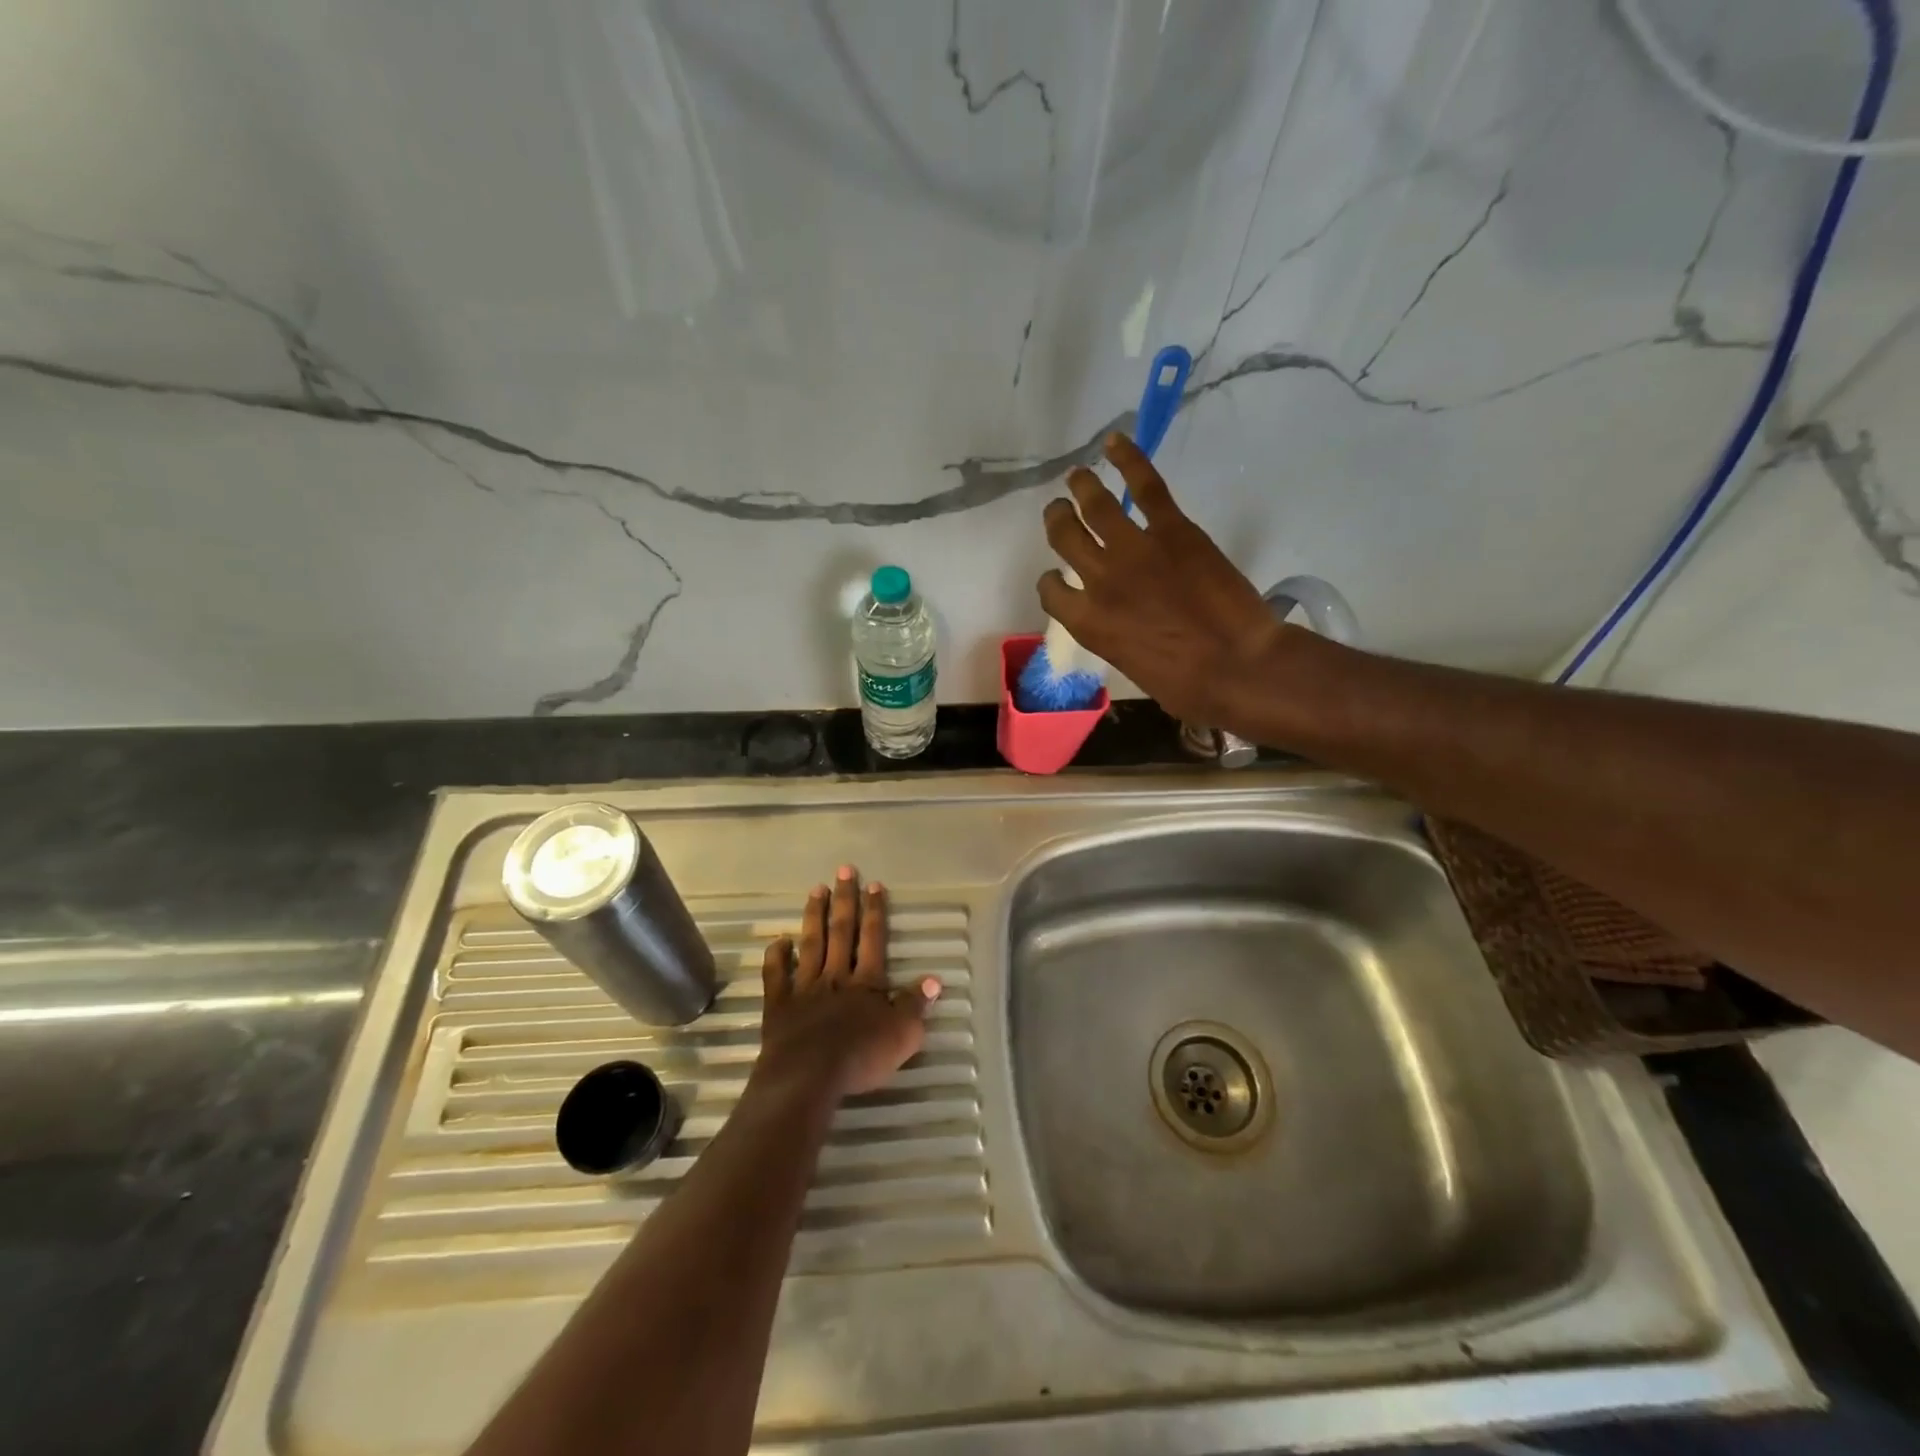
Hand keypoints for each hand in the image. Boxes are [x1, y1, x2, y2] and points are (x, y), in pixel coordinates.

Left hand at [754, 866, 938, 1101]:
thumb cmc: (861, 1056)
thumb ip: (916, 1004)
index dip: (875, 911)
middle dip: (845, 899)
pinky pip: (776, 975)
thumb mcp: (903, 1035)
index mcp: (866, 982)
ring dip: (815, 916)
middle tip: (844, 870)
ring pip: (811, 944)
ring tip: (816, 890)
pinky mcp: (779, 1005)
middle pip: (842, 931)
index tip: (874, 885)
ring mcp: (805, 988)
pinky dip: (776, 956)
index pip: (873, 939)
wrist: (809, 1076)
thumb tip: (935, 979)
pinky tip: (779, 941)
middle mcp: (836, 976)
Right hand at [1037, 434, 1296, 724]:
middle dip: (1057, 522)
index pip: (1051, 592)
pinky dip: (1128, 460)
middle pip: (1064, 538)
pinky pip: (1145, 486)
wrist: (1237, 667)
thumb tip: (1125, 626)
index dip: (1050, 582)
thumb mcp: (1133, 667)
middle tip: (1059, 511)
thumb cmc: (1186, 685)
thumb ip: (1116, 637)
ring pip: (1096, 506)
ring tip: (1077, 475)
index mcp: (1087, 622)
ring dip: (1081, 487)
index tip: (1057, 578)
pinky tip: (1115, 442)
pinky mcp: (1172, 529)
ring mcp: (1133, 550)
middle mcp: (1098, 580)